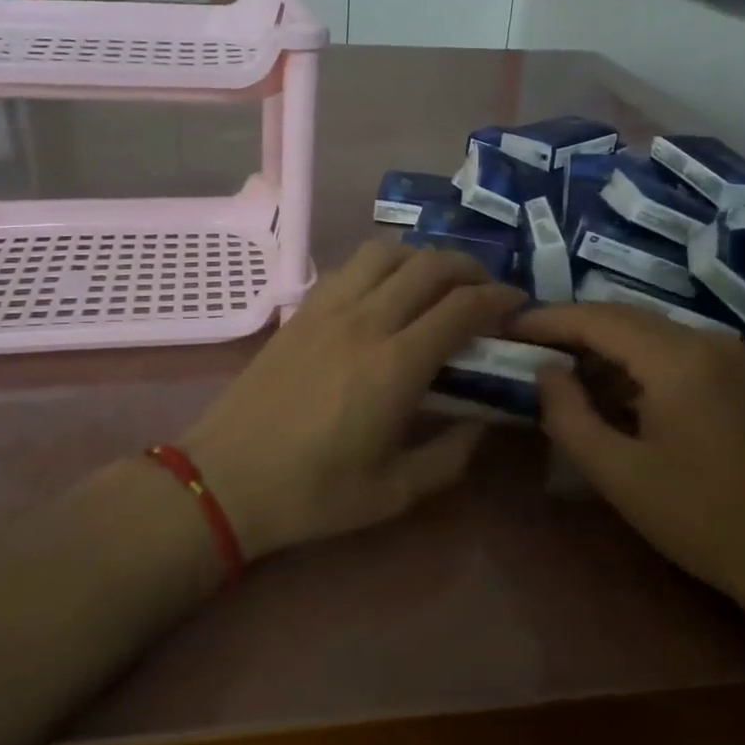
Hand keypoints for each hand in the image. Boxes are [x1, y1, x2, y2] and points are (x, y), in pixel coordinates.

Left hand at [182, 242, 525, 559]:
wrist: (226, 479)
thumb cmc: (313, 493)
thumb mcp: (395, 492)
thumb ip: (452, 454)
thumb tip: (486, 422)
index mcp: (395, 365)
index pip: (461, 307)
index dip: (499, 298)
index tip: (518, 305)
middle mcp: (365, 321)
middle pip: (429, 264)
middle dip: (470, 268)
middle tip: (487, 290)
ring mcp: (328, 309)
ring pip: (386, 251)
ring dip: (423, 256)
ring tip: (438, 282)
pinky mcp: (301, 310)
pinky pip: (351, 267)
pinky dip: (383, 265)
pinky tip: (386, 292)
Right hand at [516, 304, 744, 621]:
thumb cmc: (700, 520)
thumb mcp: (617, 473)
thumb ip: (568, 415)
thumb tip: (545, 372)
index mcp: (679, 359)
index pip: (597, 318)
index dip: (547, 319)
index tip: (506, 326)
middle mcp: (707, 340)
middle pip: (622, 317)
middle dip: (570, 328)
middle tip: (523, 345)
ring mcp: (729, 355)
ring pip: (647, 332)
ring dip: (601, 347)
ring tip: (556, 369)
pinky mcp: (738, 375)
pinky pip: (671, 350)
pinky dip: (632, 362)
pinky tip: (608, 390)